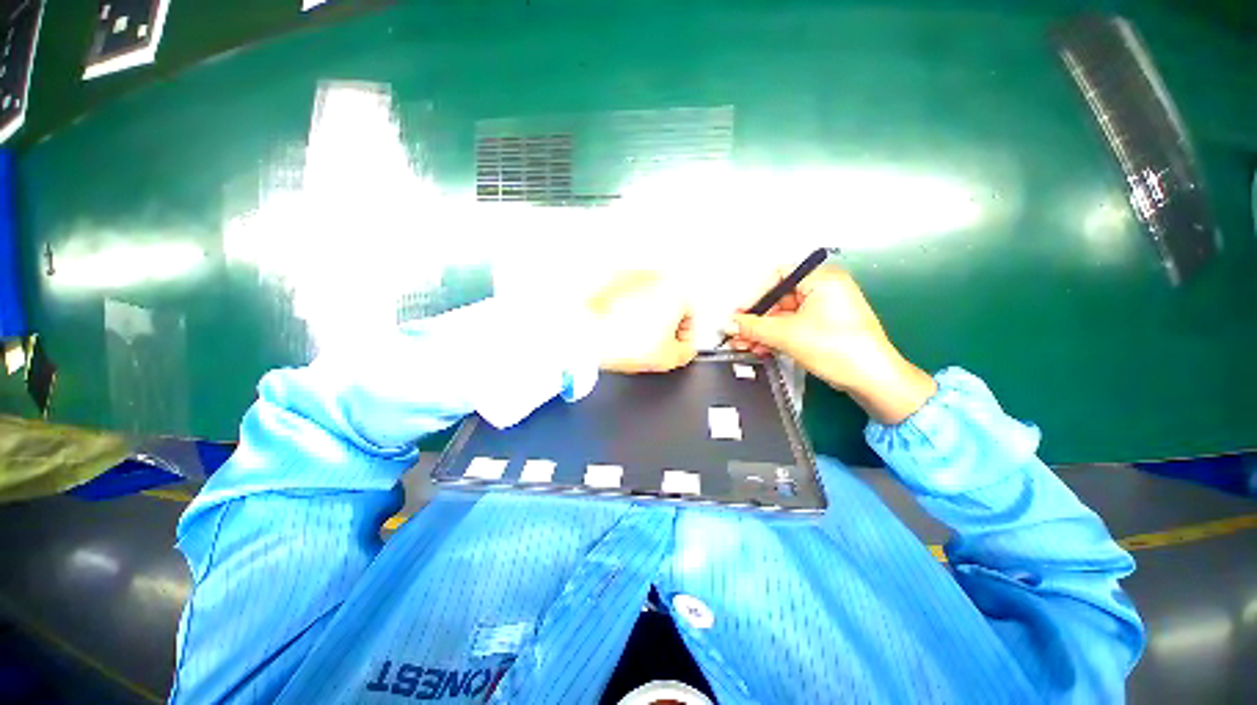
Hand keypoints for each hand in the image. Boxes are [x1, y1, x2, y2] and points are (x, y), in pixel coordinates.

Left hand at [587, 271, 696, 373]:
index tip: (675, 348)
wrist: (583, 331)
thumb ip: (685, 353)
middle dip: (664, 326)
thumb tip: (684, 349)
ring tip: (631, 336)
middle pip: (670, 305)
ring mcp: (633, 275)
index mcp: (676, 290)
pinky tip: (618, 326)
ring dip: (645, 316)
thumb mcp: (666, 359)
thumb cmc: (621, 340)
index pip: (691, 317)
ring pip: (648, 299)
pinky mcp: (612, 278)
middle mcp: (657, 276)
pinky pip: (627, 296)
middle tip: (653, 344)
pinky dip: (626, 308)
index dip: (684, 339)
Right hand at [726, 266, 936, 423]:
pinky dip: (776, 336)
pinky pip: (793, 326)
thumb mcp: (787, 335)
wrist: (872, 379)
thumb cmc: (836, 347)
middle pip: (778, 298)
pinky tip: (760, 348)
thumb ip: (753, 327)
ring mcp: (825, 308)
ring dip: (762, 331)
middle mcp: (824, 289)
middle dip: (756, 319)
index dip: (754, 295)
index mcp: (821, 279)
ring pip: (784, 316)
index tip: (739, 314)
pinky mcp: (824, 326)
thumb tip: (729, 324)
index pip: (777, 276)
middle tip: (737, 333)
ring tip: (744, 345)